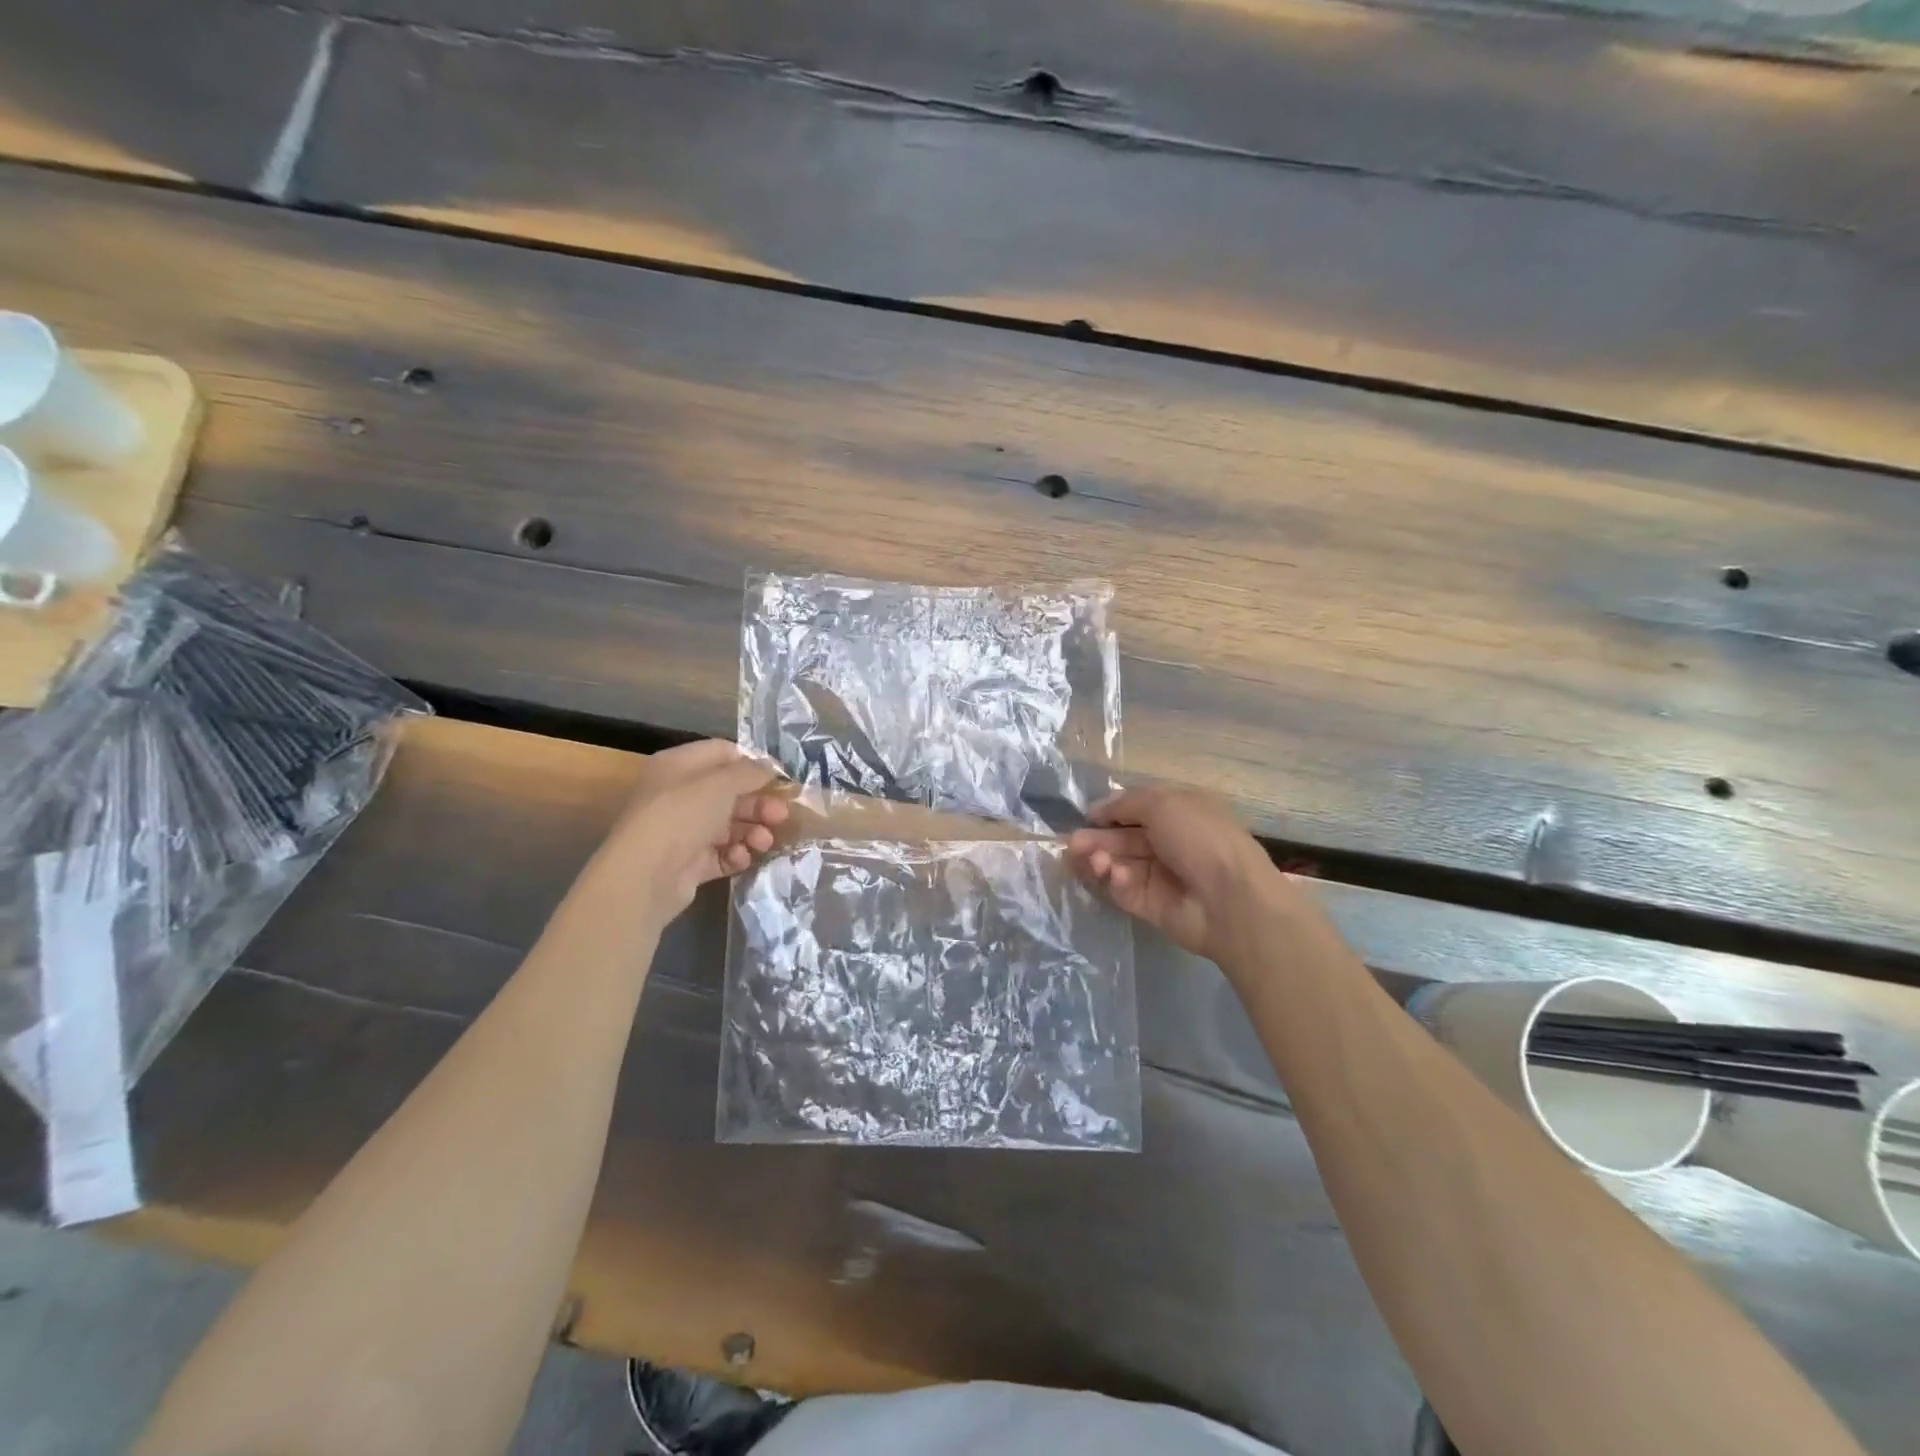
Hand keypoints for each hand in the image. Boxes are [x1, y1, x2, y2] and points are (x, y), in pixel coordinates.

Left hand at [593, 740, 789, 914]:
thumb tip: (769, 768)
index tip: (779, 778)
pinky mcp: (688, 862)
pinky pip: (721, 854)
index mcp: (678, 766)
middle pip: (730, 793)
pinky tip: (742, 857)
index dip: (752, 763)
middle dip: (759, 804)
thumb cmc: (682, 814)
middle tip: (781, 815)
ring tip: (764, 842)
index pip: (722, 753)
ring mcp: (683, 831)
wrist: (645, 875)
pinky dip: (735, 854)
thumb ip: (750, 772)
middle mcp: (679, 795)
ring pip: (729, 825)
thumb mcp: (721, 783)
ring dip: (752, 831)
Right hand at [1067, 786, 1277, 960]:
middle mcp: (1170, 842)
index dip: (1110, 811)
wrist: (1230, 900)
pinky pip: (1124, 890)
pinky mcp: (1151, 905)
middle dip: (1096, 839)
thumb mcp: (1162, 803)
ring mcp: (1160, 875)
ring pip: (1119, 864)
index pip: (1137, 808)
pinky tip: (1115, 875)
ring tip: (1087, 858)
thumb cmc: (1200, 839)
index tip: (1087, 816)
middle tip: (1072, 844)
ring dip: (1100, 858)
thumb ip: (1125, 803)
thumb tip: (1097, 810)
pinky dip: (1115, 881)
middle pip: (1123, 838)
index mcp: (1180, 812)